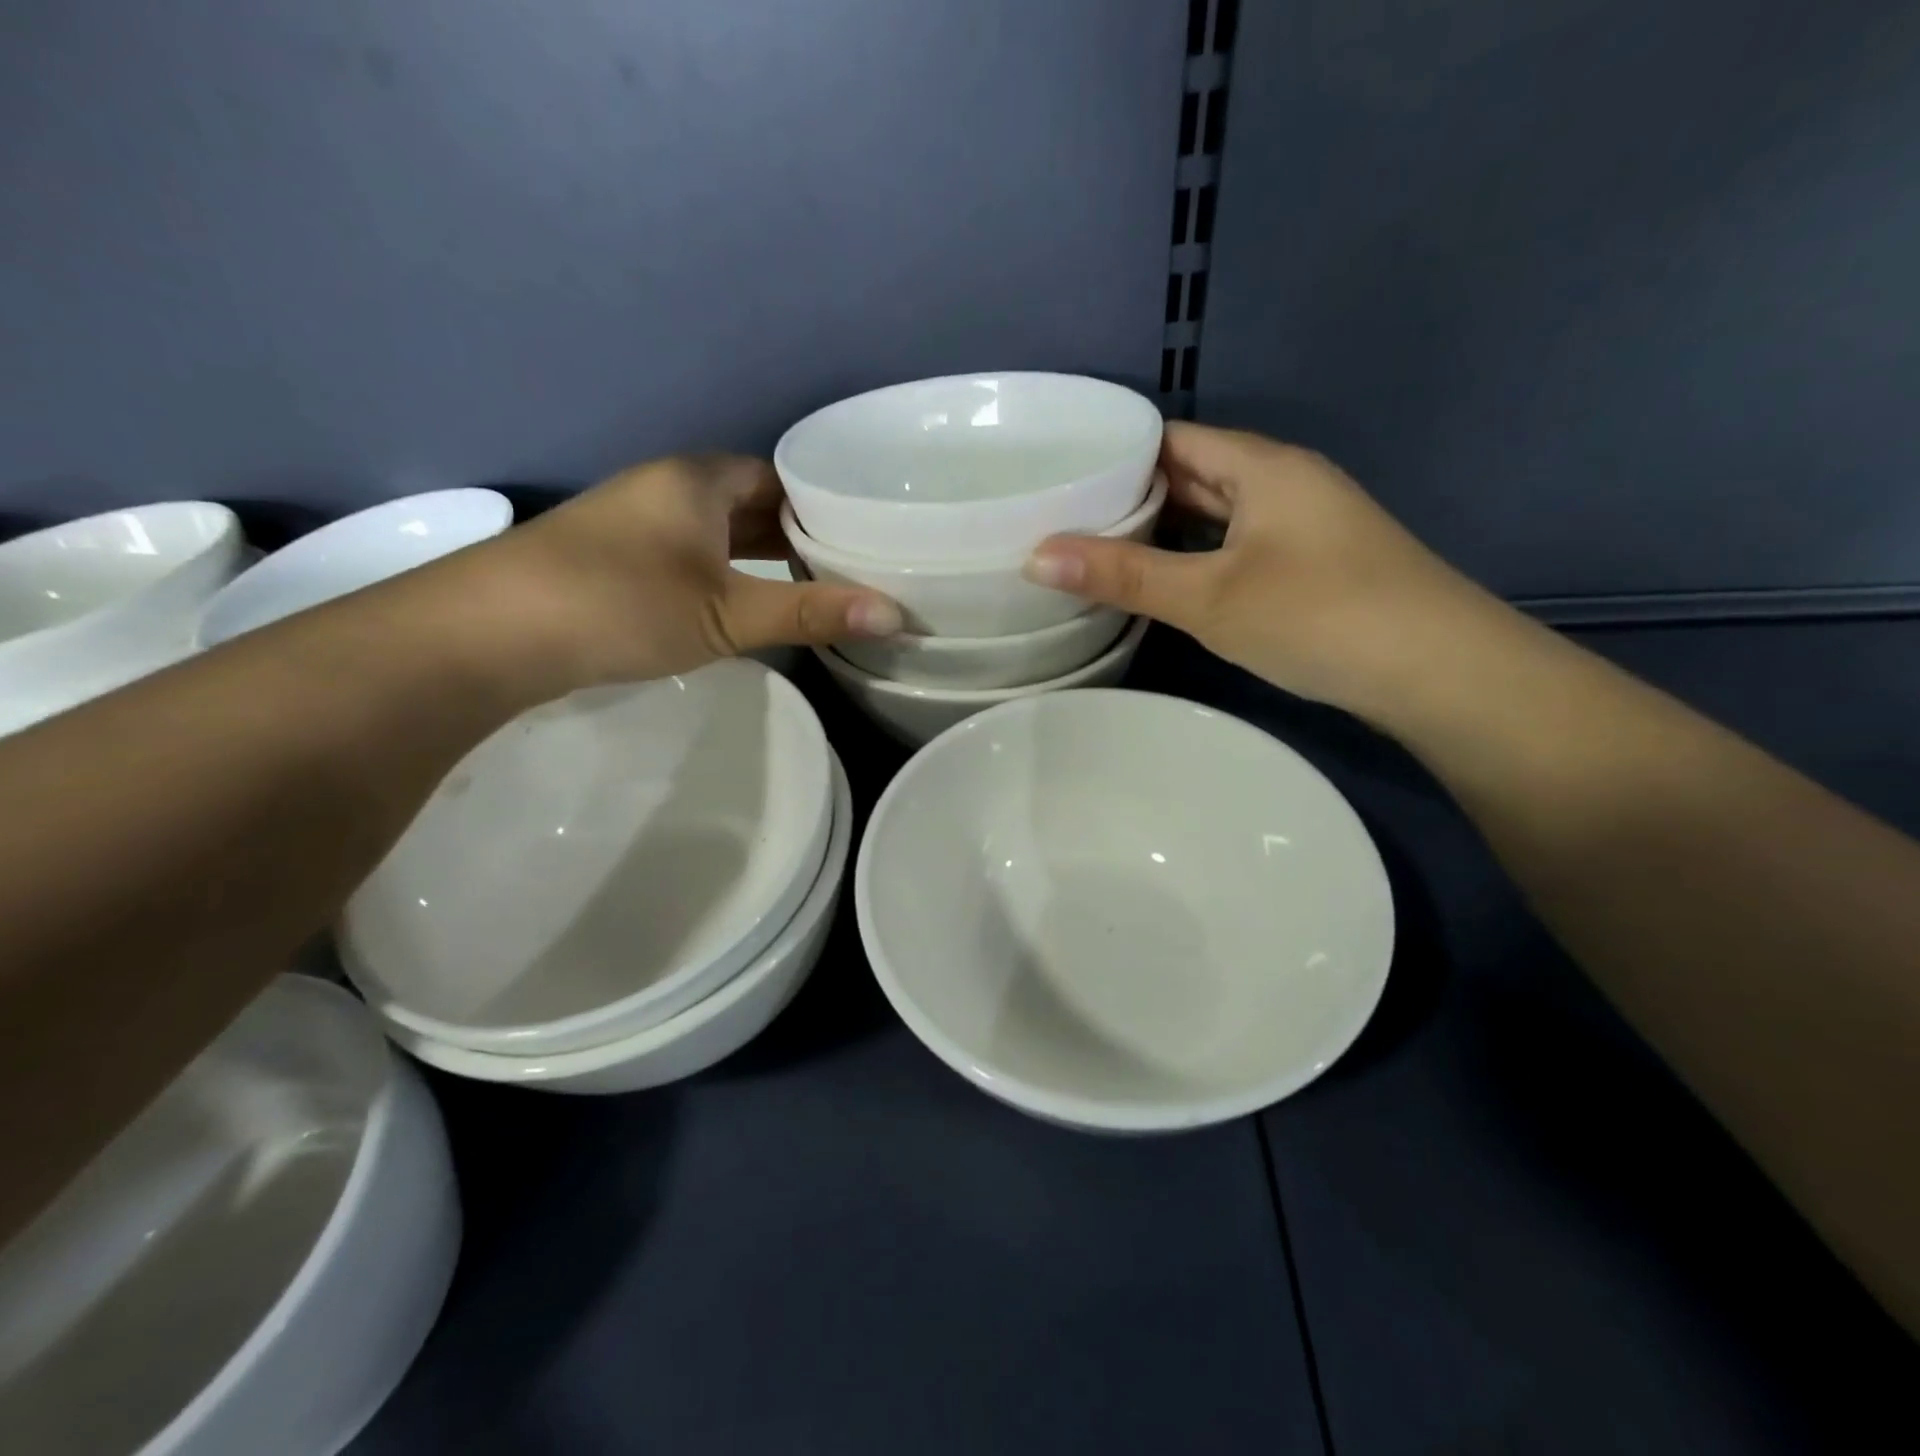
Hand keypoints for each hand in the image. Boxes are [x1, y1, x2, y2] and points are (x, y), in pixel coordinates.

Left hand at [461, 453, 900, 693]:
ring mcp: (636, 523)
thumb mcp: (727, 612)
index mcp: (698, 479)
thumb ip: (810, 612)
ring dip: (758, 556)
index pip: (779, 476)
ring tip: (810, 590)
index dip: (823, 503)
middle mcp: (667, 488)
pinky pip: (690, 555)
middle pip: (750, 503)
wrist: (488, 633)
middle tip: (850, 569)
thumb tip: (897, 613)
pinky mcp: (614, 559)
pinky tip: (741, 604)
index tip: (866, 537)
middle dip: (796, 533)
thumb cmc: (620, 603)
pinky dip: (724, 573)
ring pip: (717, 532)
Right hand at [1024, 422, 1505, 720]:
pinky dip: (1194, 558)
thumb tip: (1034, 556)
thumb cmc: (1319, 615)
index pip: (1171, 438)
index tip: (1057, 480)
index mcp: (1262, 465)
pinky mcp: (1310, 566)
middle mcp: (1284, 482)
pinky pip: (1235, 547)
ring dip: (1162, 532)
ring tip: (1096, 554)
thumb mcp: (1210, 596)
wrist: (1439, 673)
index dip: (1114, 454)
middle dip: (1130, 497)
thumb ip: (1124, 575)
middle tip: (1063, 522)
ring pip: (1214, 515)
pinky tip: (1163, 586)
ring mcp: (1302, 526)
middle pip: (1192, 475)